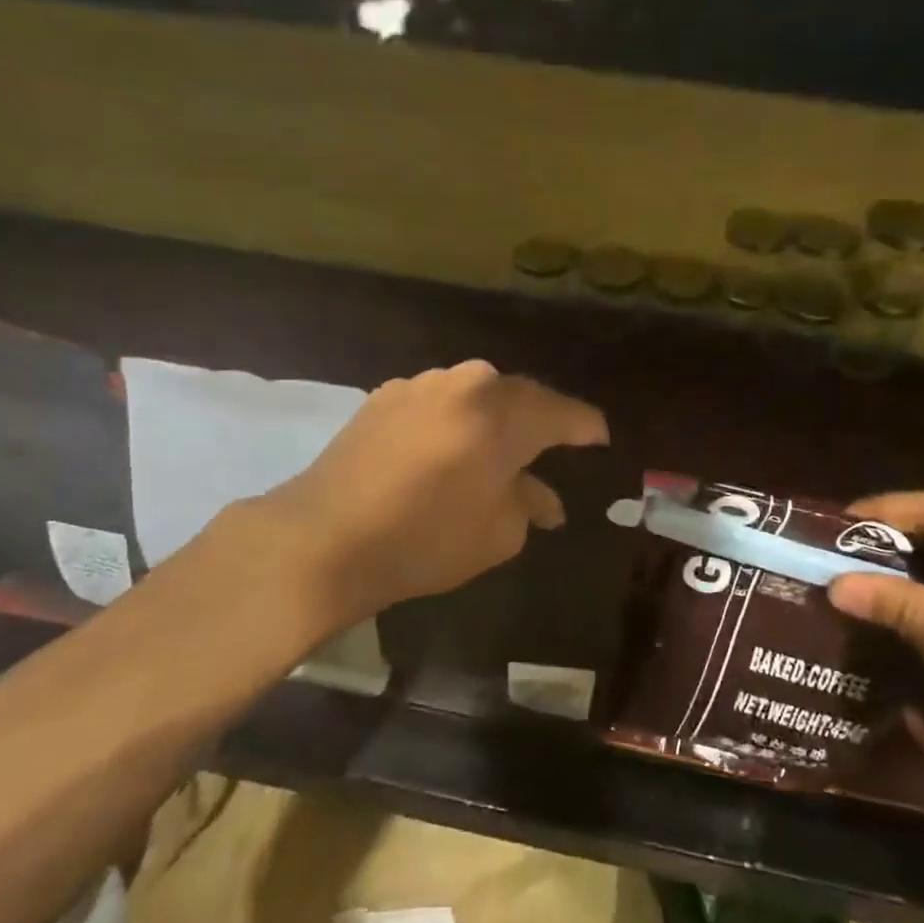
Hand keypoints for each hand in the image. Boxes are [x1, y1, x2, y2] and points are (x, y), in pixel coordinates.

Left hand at [250, 361, 607, 627]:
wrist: (325, 537)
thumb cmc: (426, 538)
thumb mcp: (498, 533)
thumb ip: (530, 504)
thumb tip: (544, 497)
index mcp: (504, 413)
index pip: (564, 413)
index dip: (586, 427)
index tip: (599, 439)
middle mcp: (467, 384)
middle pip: (520, 397)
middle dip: (540, 422)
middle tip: (552, 447)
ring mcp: (422, 384)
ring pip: (476, 396)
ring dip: (493, 420)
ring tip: (496, 452)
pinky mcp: (385, 395)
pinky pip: (438, 402)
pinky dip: (454, 421)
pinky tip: (447, 450)